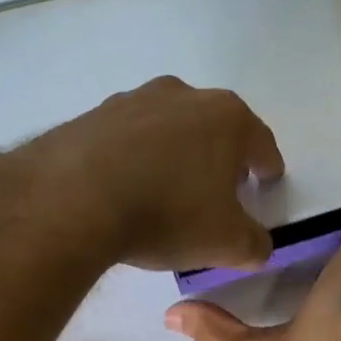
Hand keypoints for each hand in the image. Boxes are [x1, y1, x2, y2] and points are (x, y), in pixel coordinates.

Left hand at [14, 76, 284, 271]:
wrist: (73, 199)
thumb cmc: (166, 214)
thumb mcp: (226, 243)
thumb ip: (255, 244)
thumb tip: (257, 245)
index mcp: (226, 117)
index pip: (261, 143)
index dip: (267, 167)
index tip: (266, 183)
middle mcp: (183, 95)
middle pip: (214, 127)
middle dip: (220, 156)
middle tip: (216, 190)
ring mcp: (133, 99)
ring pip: (168, 128)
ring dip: (173, 153)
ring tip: (165, 190)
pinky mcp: (93, 115)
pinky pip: (126, 138)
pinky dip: (133, 157)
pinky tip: (124, 187)